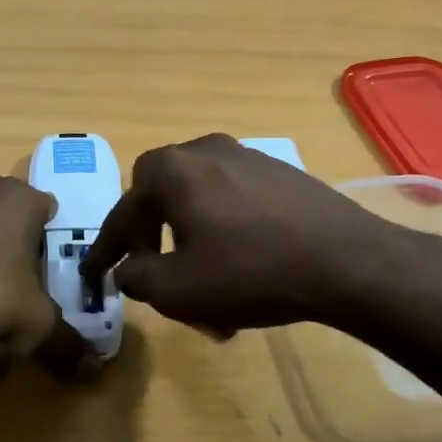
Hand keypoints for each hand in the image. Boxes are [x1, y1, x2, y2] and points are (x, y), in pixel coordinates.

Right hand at [79, 134, 411, 335]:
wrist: (346, 261)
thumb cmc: (250, 272)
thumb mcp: (178, 290)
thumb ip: (136, 278)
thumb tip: (128, 270)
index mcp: (172, 172)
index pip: (122, 213)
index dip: (105, 250)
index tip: (94, 276)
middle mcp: (204, 151)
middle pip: (159, 194)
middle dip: (149, 233)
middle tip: (152, 268)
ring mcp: (246, 156)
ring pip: (199, 198)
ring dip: (190, 236)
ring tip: (202, 280)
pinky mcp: (280, 172)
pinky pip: (233, 199)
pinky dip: (223, 229)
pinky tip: (240, 264)